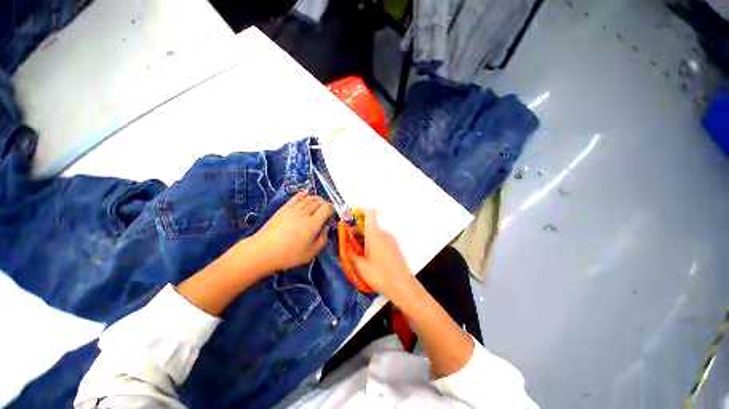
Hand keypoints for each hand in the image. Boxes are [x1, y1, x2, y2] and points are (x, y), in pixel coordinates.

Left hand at [251, 192, 332, 271]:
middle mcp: (305, 213)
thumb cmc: (289, 255)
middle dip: (325, 204)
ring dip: (316, 199)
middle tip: (326, 210)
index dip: (331, 209)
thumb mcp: (311, 253)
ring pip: (309, 199)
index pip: (327, 208)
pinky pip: (296, 197)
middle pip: (319, 202)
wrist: (263, 251)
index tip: (331, 214)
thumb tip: (326, 227)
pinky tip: (306, 194)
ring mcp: (294, 209)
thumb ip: (323, 239)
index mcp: (313, 224)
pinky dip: (303, 194)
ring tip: (319, 202)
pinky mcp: (284, 208)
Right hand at [347, 209, 415, 301]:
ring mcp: (390, 240)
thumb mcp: (361, 266)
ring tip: (354, 252)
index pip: (369, 213)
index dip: (359, 210)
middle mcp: (384, 233)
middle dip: (355, 231)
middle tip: (346, 242)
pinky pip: (379, 239)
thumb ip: (350, 253)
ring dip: (362, 238)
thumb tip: (345, 244)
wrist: (403, 287)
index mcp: (375, 234)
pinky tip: (365, 256)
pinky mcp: (393, 246)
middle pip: (368, 225)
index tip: (349, 216)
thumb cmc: (381, 275)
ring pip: (373, 233)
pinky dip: (370, 242)